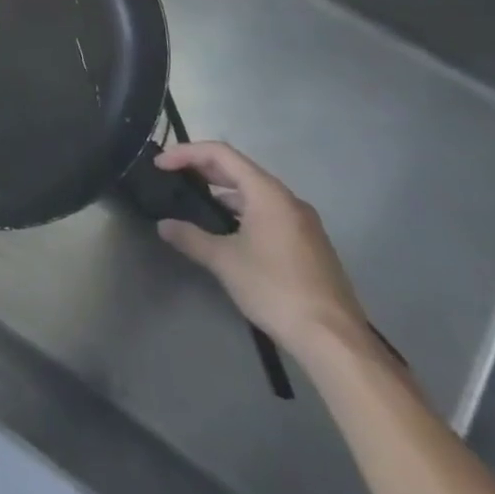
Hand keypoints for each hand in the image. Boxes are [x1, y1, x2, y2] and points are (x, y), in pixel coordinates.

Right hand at [155, 142, 370, 354]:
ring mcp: (303, 222)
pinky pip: (268, 212)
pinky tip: (227, 231)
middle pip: (238, 169)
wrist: (334, 340)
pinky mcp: (309, 244)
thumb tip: (164, 225)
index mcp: (268, 193)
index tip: (159, 165)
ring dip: (222, 192)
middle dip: (202, 169)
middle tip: (172, 177)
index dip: (186, 153)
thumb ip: (190, 237)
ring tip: (194, 203)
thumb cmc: (275, 289)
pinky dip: (241, 211)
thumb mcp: (224, 262)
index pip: (220, 154)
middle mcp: (288, 199)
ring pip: (255, 192)